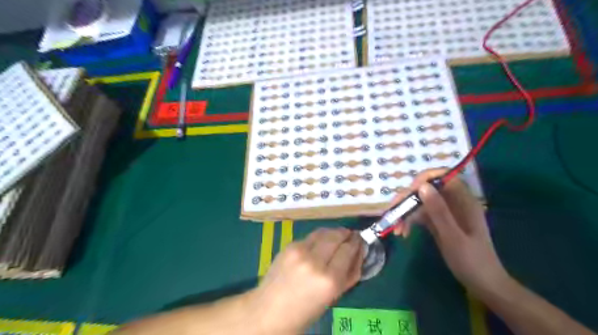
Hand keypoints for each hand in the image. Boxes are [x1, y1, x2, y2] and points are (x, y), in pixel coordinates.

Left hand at [250, 228, 361, 334]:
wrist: (268, 310)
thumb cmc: (305, 311)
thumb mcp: (334, 297)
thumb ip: (350, 274)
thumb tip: (360, 252)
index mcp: (329, 280)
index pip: (349, 250)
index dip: (357, 242)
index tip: (361, 240)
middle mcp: (315, 261)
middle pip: (337, 236)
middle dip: (346, 233)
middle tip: (351, 235)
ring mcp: (299, 251)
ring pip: (324, 232)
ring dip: (334, 232)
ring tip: (338, 235)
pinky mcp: (289, 245)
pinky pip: (310, 236)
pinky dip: (320, 237)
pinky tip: (320, 242)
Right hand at [391, 171, 510, 294]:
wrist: (482, 284)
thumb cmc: (471, 261)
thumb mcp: (453, 236)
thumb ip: (438, 211)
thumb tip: (422, 186)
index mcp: (463, 200)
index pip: (443, 177)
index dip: (424, 179)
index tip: (409, 193)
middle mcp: (453, 202)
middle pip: (426, 189)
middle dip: (408, 199)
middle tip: (393, 213)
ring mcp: (445, 212)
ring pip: (420, 202)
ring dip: (406, 213)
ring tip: (397, 229)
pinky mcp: (438, 222)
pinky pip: (420, 215)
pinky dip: (409, 221)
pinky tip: (403, 233)